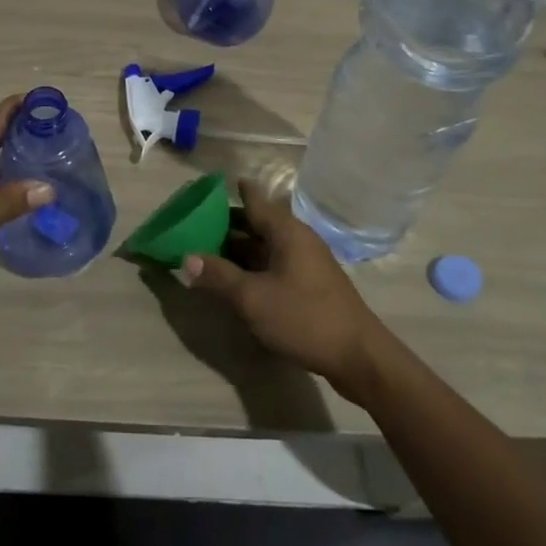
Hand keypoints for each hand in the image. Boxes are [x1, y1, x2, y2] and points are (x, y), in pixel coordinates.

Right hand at [182, 179, 388, 400]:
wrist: (358, 356)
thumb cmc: (304, 318)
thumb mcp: (253, 299)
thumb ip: (219, 276)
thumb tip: (186, 257)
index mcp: (286, 231)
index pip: (254, 199)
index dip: (231, 192)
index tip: (205, 188)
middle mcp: (297, 239)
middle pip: (257, 222)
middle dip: (226, 223)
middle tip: (194, 224)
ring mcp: (305, 262)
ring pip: (264, 246)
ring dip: (237, 248)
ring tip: (206, 251)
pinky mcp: (309, 284)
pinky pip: (273, 264)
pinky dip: (252, 266)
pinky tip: (234, 279)